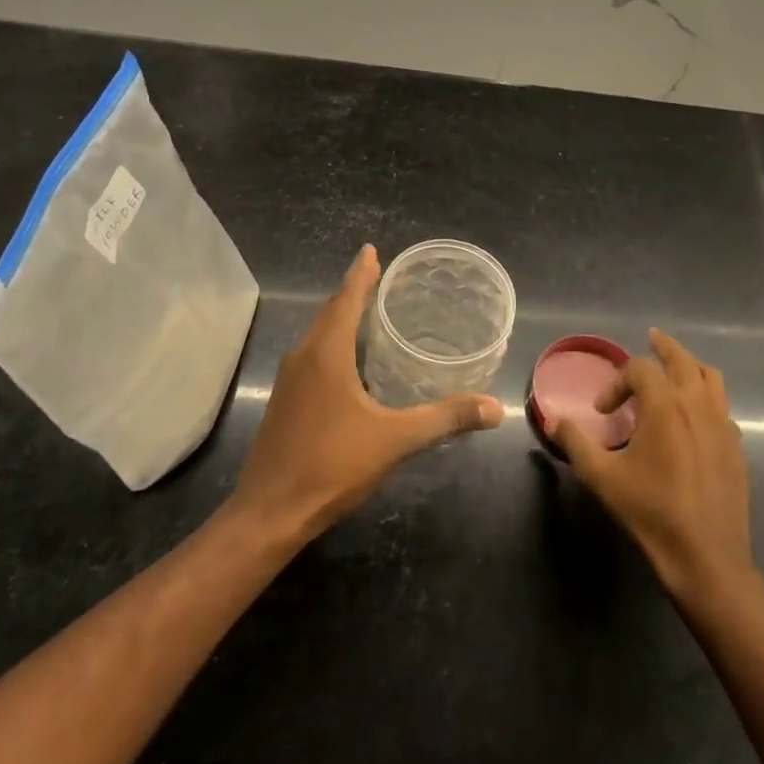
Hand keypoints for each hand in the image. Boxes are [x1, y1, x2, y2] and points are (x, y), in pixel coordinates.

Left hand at [229, 244, 502, 543]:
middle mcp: (303, 357)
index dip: (361, 273)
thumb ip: (444, 419)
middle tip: (381, 277)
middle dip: (353, 291)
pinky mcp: (285, 402)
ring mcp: (289, 380)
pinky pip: (312, 356)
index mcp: (326, 353)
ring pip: (318, 335)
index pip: (346, 298)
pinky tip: (350, 361)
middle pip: (330, 312)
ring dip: (341, 318)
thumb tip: (494, 408)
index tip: (372, 250)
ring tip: (369, 312)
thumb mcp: (395, 439)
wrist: (269, 513)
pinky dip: (333, 343)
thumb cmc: (331, 465)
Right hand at [552, 330, 753, 599]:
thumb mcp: (601, 477)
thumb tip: (555, 420)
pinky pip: (722, 408)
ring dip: (690, 366)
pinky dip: (706, 399)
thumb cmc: (651, 512)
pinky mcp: (737, 447)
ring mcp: (723, 424)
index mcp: (665, 405)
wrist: (706, 557)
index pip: (639, 369)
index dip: (616, 382)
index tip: (602, 412)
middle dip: (664, 347)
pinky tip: (694, 418)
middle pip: (683, 359)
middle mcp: (698, 404)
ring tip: (676, 369)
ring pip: (711, 378)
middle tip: (651, 338)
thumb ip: (575, 442)